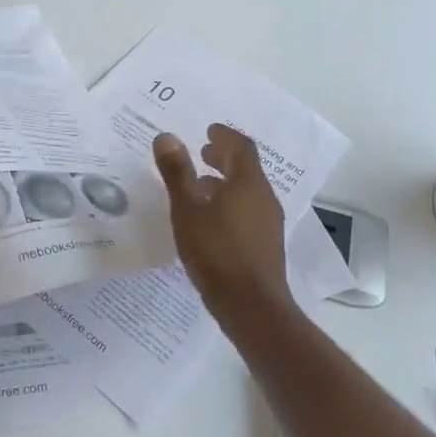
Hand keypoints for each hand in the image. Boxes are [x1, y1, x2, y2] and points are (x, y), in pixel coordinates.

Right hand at [154, 124, 291, 330]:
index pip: (241, 147)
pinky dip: (229, 202)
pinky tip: (210, 219)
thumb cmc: (216, 252)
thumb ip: (177, 172)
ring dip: (225, 182)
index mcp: (248, 183)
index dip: (224, 135)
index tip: (208, 130)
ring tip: (200, 186)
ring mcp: (268, 222)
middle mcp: (264, 197)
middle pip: (246, 168)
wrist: (251, 306)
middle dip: (224, 157)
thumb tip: (167, 137)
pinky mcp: (266, 244)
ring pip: (247, 191)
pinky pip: (248, 210)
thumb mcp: (187, 210)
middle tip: (202, 152)